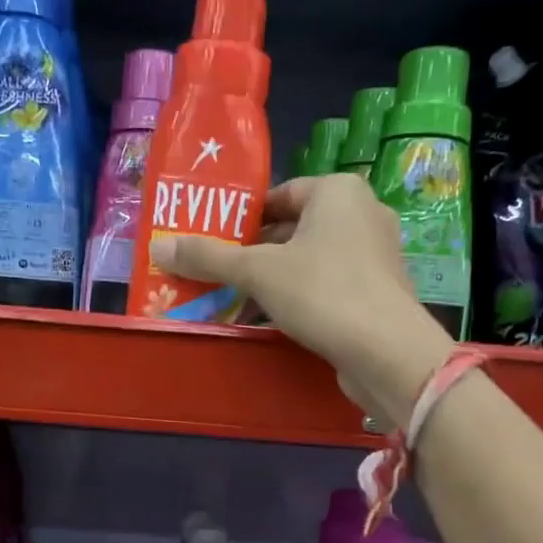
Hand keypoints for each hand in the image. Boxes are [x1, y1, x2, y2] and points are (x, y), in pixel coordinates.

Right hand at [149, 174, 452, 429]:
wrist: (385, 350)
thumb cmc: (321, 292)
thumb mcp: (256, 272)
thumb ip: (209, 258)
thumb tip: (158, 248)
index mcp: (338, 191)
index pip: (281, 194)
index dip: (244, 217)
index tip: (215, 240)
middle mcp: (363, 214)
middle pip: (295, 227)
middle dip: (256, 251)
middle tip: (218, 272)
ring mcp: (376, 254)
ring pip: (311, 259)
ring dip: (275, 277)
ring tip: (237, 297)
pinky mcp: (378, 291)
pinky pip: (329, 284)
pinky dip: (301, 296)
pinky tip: (274, 318)